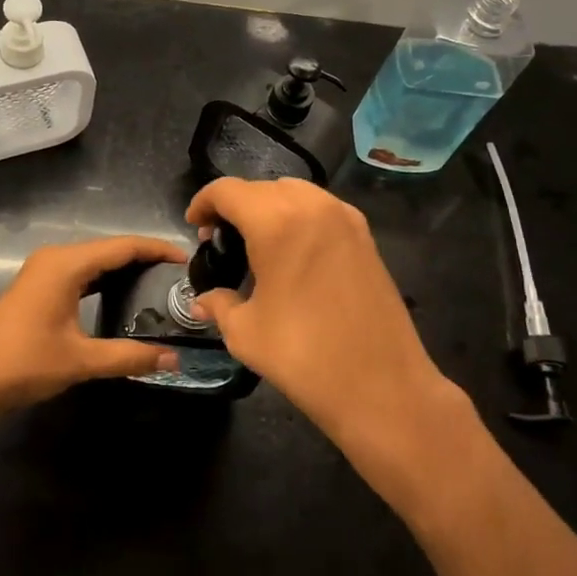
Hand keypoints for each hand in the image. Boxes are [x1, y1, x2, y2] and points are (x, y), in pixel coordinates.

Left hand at [0, 234, 184, 425]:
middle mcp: (56, 257)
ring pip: (95, 261)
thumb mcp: (80, 361)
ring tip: (160, 286)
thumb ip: (129, 356)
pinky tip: (124, 296)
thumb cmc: (22, 364)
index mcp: (66, 264)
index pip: (123, 246)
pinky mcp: (38, 286)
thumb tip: (173, 360)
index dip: (157, 249)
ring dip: (125, 270)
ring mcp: (44, 271)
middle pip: (110, 249)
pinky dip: (105, 280)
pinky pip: (81, 274)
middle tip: (179, 278)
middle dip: (145, 259)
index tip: (187, 260)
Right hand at [187, 178, 460, 462]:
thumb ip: (219, 305)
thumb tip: (203, 301)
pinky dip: (299, 217)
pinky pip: (321, 208)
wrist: (383, 388)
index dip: (203, 203)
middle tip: (220, 240)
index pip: (228, 190)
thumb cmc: (305, 357)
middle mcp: (313, 206)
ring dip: (268, 207)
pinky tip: (292, 252)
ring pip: (294, 192)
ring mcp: (344, 218)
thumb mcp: (246, 333)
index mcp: (277, 221)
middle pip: (261, 188)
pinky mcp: (366, 236)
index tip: (193, 226)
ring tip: (255, 243)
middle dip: (235, 206)